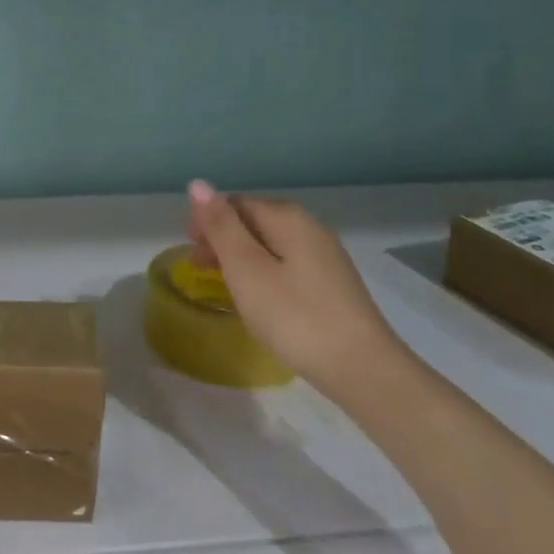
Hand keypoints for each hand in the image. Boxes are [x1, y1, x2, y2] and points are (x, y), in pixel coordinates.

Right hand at [187, 181, 403, 395]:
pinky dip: (264, 274)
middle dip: (223, 240)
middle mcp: (310, 227)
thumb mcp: (246, 268)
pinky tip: (260, 300)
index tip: (191, 255)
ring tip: (225, 287)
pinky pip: (288, 265)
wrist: (362, 369)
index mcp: (287, 217)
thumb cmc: (294, 315)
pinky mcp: (333, 284)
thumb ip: (221, 225)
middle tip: (201, 271)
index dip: (207, 223)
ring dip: (242, 258)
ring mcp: (326, 256)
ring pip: (271, 245)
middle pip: (254, 221)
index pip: (235, 203)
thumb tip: (198, 184)